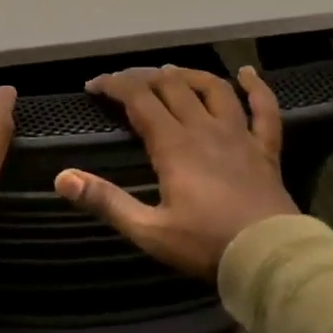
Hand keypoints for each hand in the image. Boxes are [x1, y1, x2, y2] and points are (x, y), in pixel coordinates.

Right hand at [55, 64, 296, 278]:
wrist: (271, 260)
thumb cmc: (206, 244)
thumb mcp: (148, 229)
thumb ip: (105, 201)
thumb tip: (62, 178)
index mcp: (174, 144)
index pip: (138, 99)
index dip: (114, 85)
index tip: (94, 86)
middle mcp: (204, 128)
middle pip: (172, 86)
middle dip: (144, 77)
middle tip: (125, 83)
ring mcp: (238, 135)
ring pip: (213, 89)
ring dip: (189, 75)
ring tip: (171, 73)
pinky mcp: (265, 149)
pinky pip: (264, 110)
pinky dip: (256, 88)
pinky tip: (246, 73)